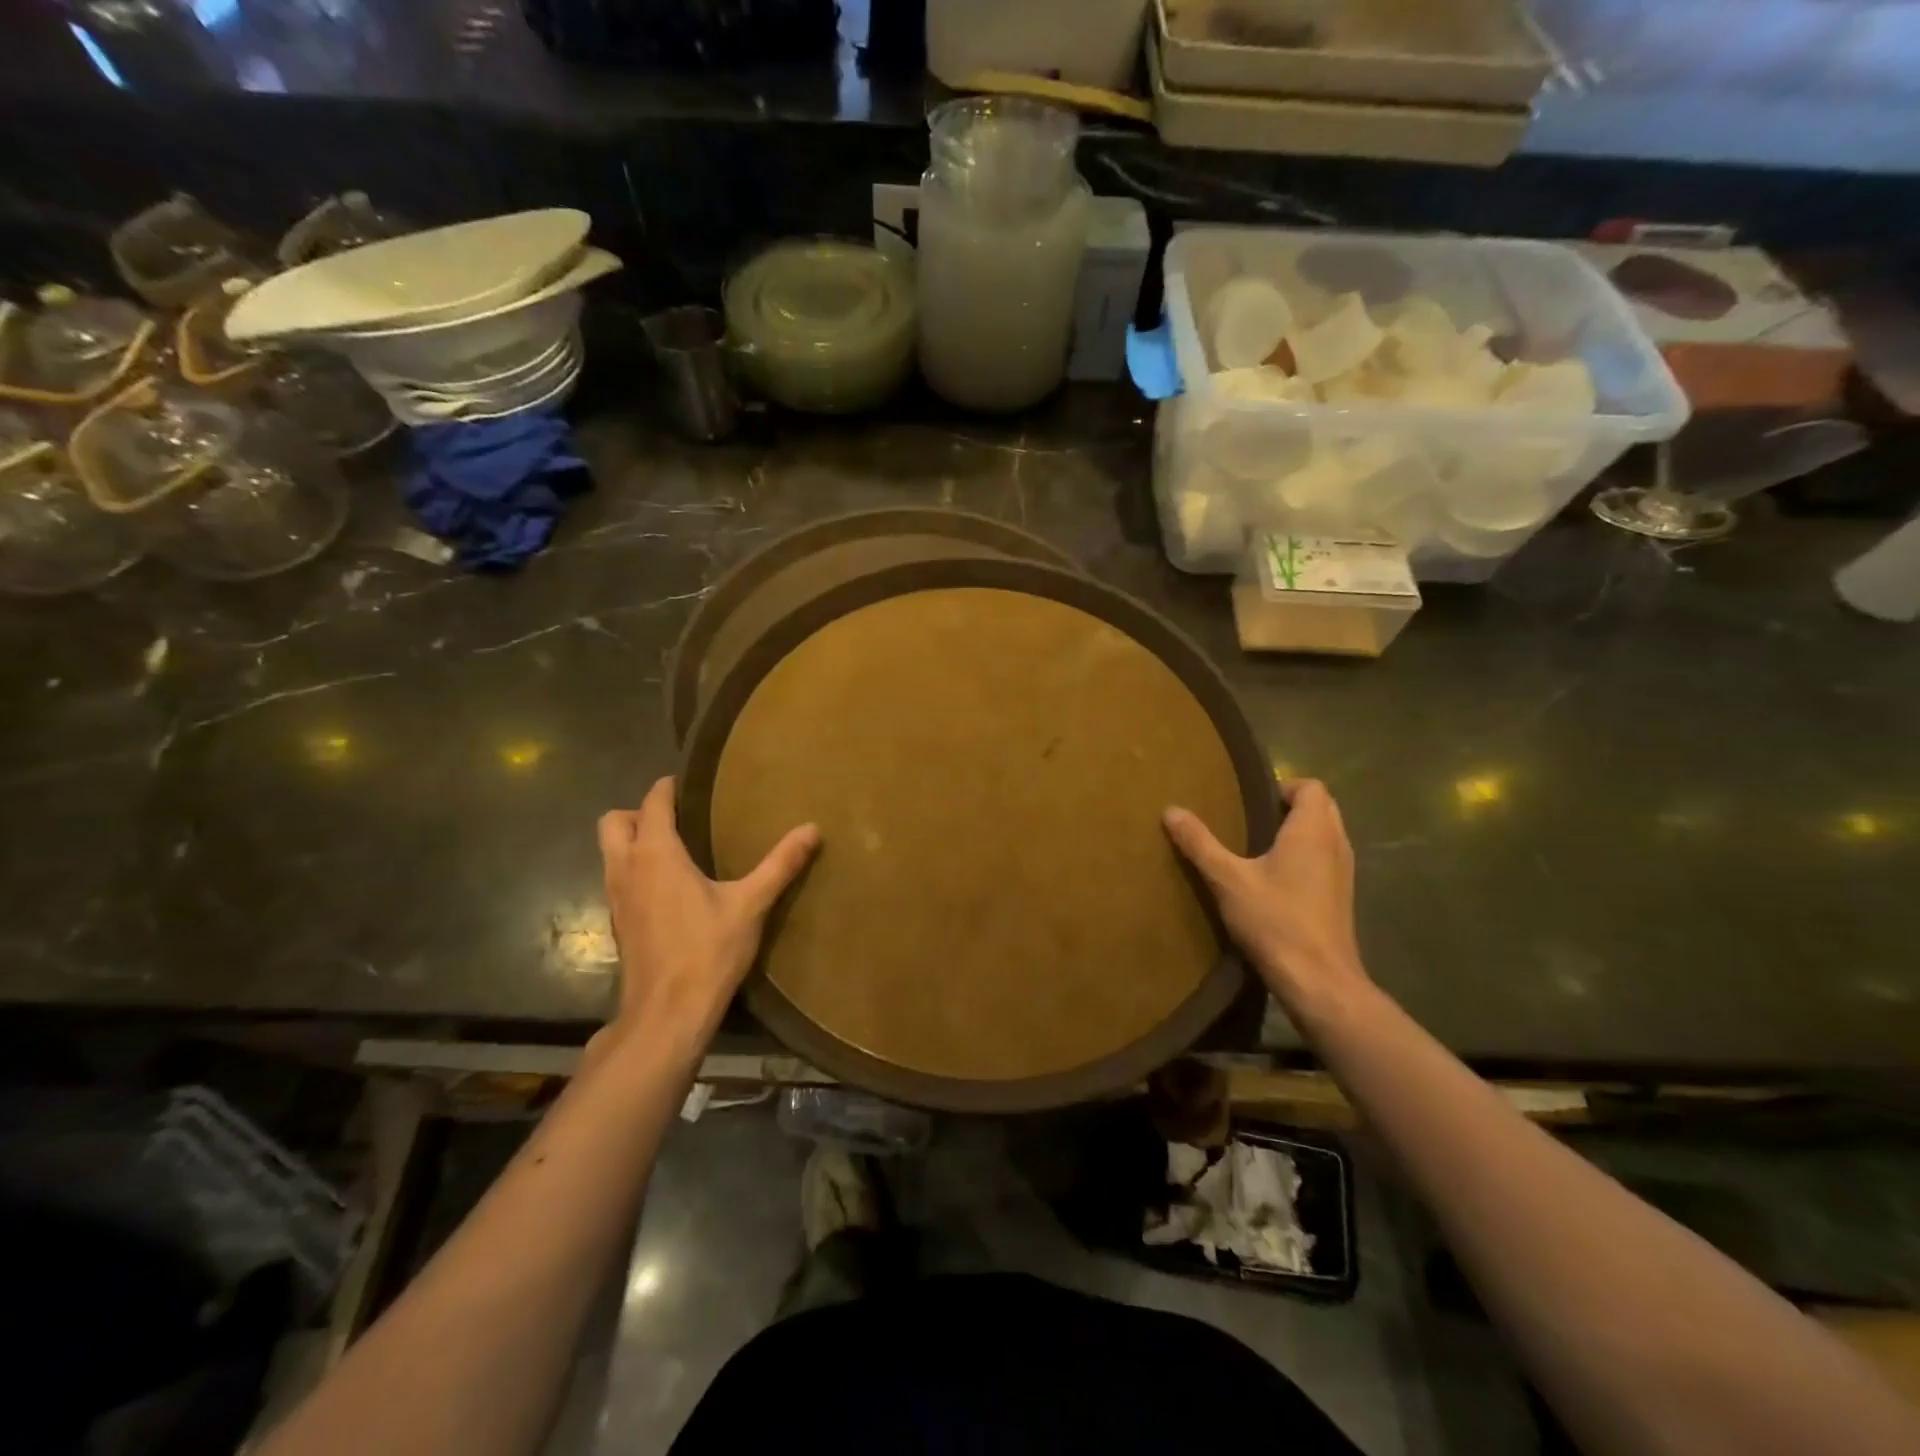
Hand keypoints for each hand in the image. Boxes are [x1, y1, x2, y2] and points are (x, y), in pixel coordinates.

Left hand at [597, 777, 818, 1048]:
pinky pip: (617, 877)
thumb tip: (812, 828)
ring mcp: (616, 896)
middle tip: (678, 819)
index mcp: (655, 854)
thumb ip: (780, 864)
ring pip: (609, 851)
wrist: (667, 1013)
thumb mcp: (750, 904)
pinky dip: (634, 868)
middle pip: (614, 821)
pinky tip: (668, 886)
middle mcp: (626, 867)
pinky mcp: (618, 921)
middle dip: (639, 812)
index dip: (669, 787)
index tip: (692, 782)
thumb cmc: (707, 951)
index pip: (653, 802)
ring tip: (676, 848)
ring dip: (633, 841)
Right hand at [1163, 779, 1369, 1016]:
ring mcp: (1344, 872)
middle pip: (1321, 807)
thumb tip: (1171, 810)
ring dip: (1298, 832)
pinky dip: (1305, 856)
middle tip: (1249, 820)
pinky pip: (1325, 859)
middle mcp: (1336, 844)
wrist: (1319, 980)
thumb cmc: (1275, 921)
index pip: (1311, 786)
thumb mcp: (1227, 879)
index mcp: (1313, 831)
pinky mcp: (1341, 896)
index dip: (1282, 786)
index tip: (1250, 802)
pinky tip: (1274, 880)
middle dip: (1289, 807)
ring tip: (1257, 847)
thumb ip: (1199, 843)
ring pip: (1325, 834)